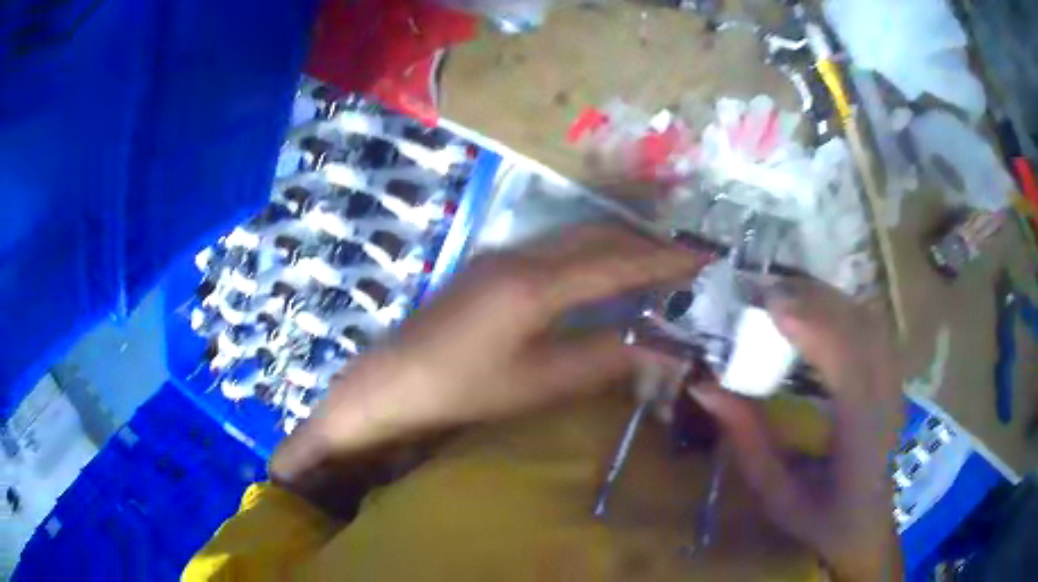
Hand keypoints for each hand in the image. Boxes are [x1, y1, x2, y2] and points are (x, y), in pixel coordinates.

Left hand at [274, 225, 704, 472]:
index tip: (703, 258)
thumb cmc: (462, 390)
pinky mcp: (492, 265)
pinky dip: (591, 253)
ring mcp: (503, 255)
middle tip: (685, 260)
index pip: (617, 263)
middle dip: (646, 244)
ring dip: (619, 244)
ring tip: (656, 263)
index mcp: (536, 285)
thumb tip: (656, 345)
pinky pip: (556, 247)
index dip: (665, 261)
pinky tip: (603, 271)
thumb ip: (601, 359)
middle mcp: (523, 256)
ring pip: (576, 236)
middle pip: (599, 236)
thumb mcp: (538, 383)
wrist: (392, 380)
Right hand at [690, 279, 903, 581]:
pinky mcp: (894, 377)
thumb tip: (705, 387)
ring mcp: (895, 385)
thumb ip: (746, 440)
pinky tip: (817, 310)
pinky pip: (872, 328)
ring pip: (869, 321)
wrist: (866, 523)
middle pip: (861, 330)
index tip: (768, 305)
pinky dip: (843, 309)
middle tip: (766, 291)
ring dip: (828, 299)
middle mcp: (886, 402)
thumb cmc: (819, 517)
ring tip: (786, 295)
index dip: (813, 328)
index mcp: (860, 440)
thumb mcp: (774, 494)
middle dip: (815, 301)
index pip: (848, 368)